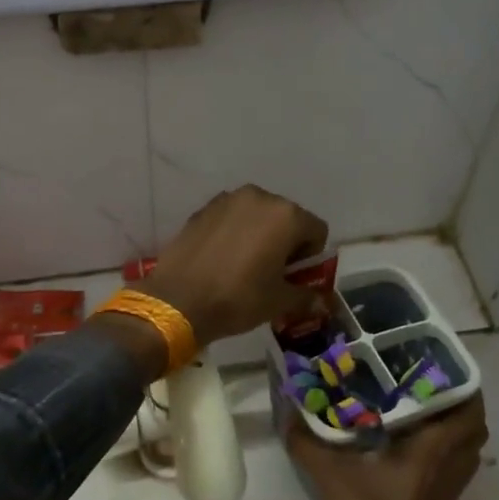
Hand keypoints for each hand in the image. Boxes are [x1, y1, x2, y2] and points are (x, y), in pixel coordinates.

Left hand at [141, 186, 329, 344]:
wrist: (178, 300)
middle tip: (271, 272)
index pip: (317, 230)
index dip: (311, 256)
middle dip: (285, 242)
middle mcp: (259, 197)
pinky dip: (234, 232)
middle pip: (286, 217)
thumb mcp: (278, 302)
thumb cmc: (238, 298)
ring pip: (257, 215)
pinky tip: (221, 258)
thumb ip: (305, 295)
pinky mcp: (202, 209)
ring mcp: (227, 200)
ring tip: (244, 264)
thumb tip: (320, 300)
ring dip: (259, 234)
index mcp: (286, 215)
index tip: (294, 276)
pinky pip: (231, 218)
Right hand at [286, 398, 488, 499]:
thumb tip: (288, 415)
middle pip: (474, 425)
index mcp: (435, 449)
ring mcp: (451, 487)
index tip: (436, 366)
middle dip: (458, 402)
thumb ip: (308, 443)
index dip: (462, 384)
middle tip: (424, 384)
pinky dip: (443, 448)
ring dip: (452, 426)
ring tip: (417, 407)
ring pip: (467, 446)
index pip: (470, 408)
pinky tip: (409, 443)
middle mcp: (452, 464)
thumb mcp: (332, 477)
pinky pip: (454, 464)